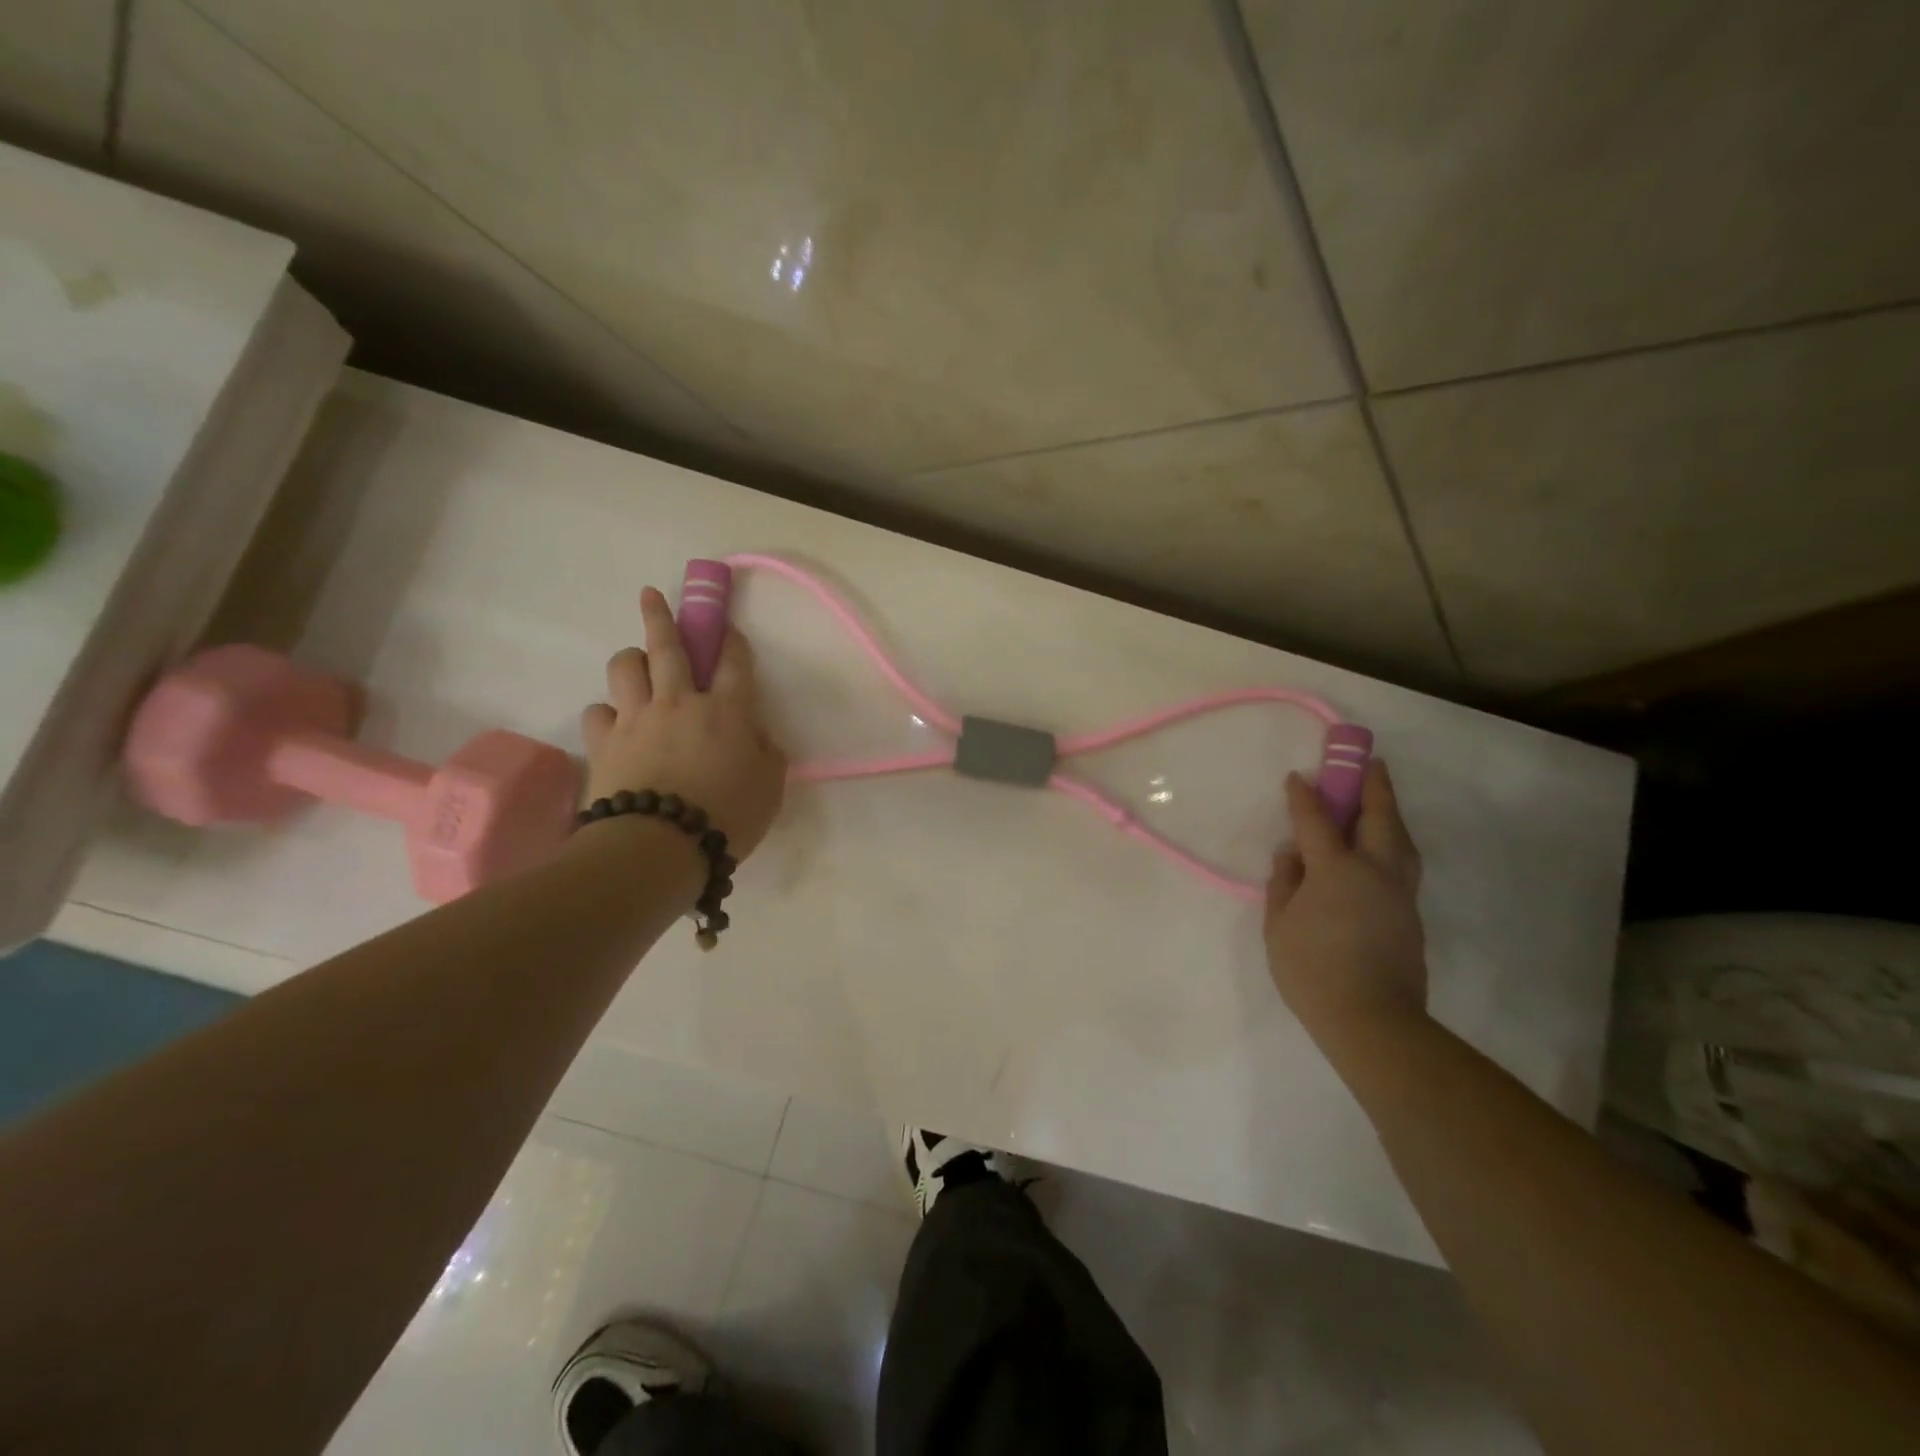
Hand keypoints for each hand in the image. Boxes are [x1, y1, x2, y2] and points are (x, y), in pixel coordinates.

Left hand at [579, 587, 786, 858]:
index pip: (733, 662)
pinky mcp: (603, 743)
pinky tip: (615, 722)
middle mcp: (679, 703)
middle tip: (650, 595)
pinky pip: (598, 712)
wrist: (660, 847)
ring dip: (632, 659)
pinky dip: (607, 712)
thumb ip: (767, 753)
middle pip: (668, 646)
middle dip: (661, 616)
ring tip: (637, 665)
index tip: (727, 629)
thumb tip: (755, 735)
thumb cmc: (727, 818)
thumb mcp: (770, 788)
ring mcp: (636, 719)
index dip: (731, 641)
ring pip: (625, 668)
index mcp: (726, 711)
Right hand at [1264, 758, 1426, 1040]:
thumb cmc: (1312, 970)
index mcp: (1337, 870)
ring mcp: (1399, 892)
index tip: (1297, 777)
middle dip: (1373, 786)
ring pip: (1402, 839)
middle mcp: (1375, 871)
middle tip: (1369, 762)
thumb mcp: (1279, 925)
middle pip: (1380, 817)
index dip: (1304, 796)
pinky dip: (1394, 842)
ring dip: (1391, 812)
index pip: (1317, 821)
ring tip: (1381, 799)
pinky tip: (1381, 847)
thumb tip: (1291, 856)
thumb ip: (1284, 883)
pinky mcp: (1410, 914)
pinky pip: (1404, 863)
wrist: (1371, 1020)